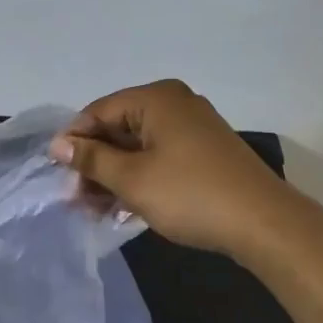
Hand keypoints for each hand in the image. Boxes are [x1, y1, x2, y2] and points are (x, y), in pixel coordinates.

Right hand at [50, 79, 288, 256]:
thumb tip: (57, 144)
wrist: (264, 224)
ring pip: (137, 147)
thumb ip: (91, 159)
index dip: (74, 142)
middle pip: (118, 129)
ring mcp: (192, 128)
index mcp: (156, 98)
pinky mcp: (204, 153)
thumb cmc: (190, 194)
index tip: (58, 176)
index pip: (98, 111)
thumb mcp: (132, 179)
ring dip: (114, 177)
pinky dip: (139, 179)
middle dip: (94, 165)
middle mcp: (174, 104)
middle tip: (76, 200)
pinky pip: (159, 158)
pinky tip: (124, 210)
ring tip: (95, 211)